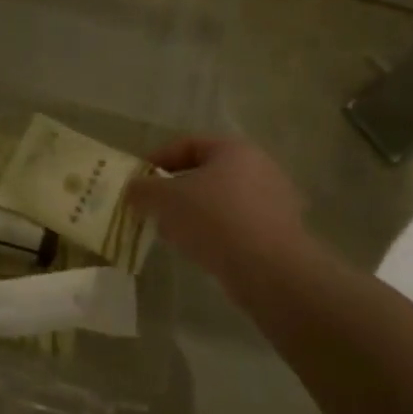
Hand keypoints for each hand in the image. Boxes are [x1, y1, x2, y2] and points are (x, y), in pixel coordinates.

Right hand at [128, 138, 311, 290]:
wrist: (269, 269)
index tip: (138, 181)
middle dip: (175, 190)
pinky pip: (236, 224)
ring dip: (193, 213)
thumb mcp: (164, 200)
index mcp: (234, 149)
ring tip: (171, 234)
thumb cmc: (213, 219)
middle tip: (153, 209)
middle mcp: (259, 167)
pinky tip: (198, 250)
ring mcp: (274, 200)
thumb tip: (133, 189)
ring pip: (220, 201)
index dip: (157, 160)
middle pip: (205, 173)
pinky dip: (214, 232)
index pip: (188, 144)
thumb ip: (143, 190)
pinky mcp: (279, 232)